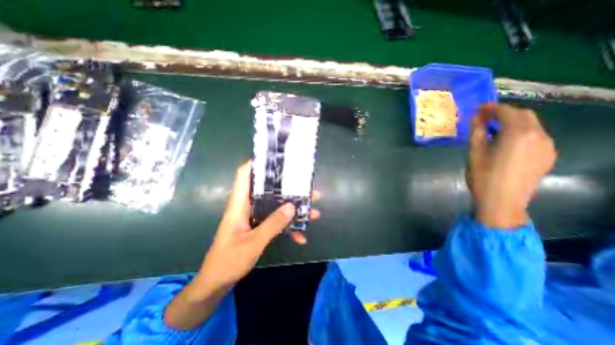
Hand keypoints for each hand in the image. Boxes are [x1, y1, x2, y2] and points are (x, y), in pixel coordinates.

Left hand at [166, 161, 321, 329]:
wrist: (217, 283)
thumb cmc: (228, 261)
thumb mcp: (253, 243)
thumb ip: (272, 224)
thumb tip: (292, 207)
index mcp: (240, 204)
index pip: (244, 175)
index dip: (256, 163)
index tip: (275, 158)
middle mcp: (248, 206)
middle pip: (269, 190)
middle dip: (289, 189)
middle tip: (308, 189)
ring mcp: (254, 217)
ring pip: (276, 206)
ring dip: (294, 210)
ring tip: (313, 212)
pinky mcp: (258, 227)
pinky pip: (276, 222)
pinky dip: (288, 228)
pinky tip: (301, 237)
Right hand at [467, 104, 557, 229]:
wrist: (502, 201)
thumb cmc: (483, 176)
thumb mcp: (474, 152)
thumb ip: (477, 132)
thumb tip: (476, 118)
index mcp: (519, 133)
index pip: (507, 111)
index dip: (491, 108)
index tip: (478, 109)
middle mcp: (539, 135)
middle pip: (524, 115)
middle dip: (504, 113)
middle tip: (484, 118)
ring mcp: (547, 146)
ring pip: (532, 125)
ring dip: (513, 122)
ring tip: (493, 129)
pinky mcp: (547, 156)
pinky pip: (535, 137)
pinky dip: (520, 133)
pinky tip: (506, 142)